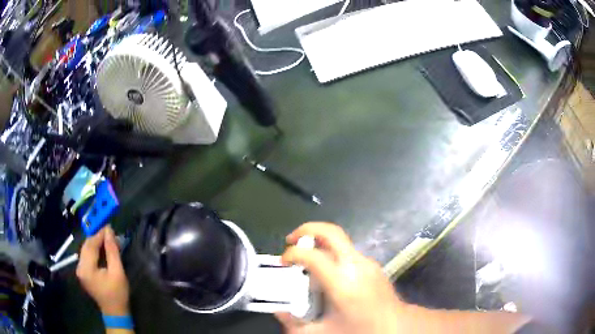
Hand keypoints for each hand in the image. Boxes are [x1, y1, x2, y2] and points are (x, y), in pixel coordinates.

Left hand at [76, 226, 129, 315]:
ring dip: (96, 243)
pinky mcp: (83, 273)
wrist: (115, 312)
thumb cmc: (117, 294)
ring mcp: (80, 270)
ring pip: (86, 250)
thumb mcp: (117, 272)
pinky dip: (94, 251)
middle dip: (97, 238)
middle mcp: (79, 267)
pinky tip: (102, 250)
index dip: (100, 234)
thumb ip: (112, 251)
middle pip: (86, 246)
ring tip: (107, 241)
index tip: (109, 226)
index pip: (90, 245)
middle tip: (110, 233)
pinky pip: (87, 256)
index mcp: (86, 268)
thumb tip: (109, 231)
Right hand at [276, 222, 407, 333]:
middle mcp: (356, 265)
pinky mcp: (372, 263)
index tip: (283, 262)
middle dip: (307, 229)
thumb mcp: (322, 333)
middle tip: (291, 240)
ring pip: (339, 240)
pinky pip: (347, 251)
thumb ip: (294, 324)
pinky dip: (331, 252)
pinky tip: (327, 272)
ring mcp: (367, 262)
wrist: (394, 325)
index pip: (314, 256)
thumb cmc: (359, 330)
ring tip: (307, 259)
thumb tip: (278, 310)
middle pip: (331, 232)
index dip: (293, 254)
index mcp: (343, 283)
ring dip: (319, 242)